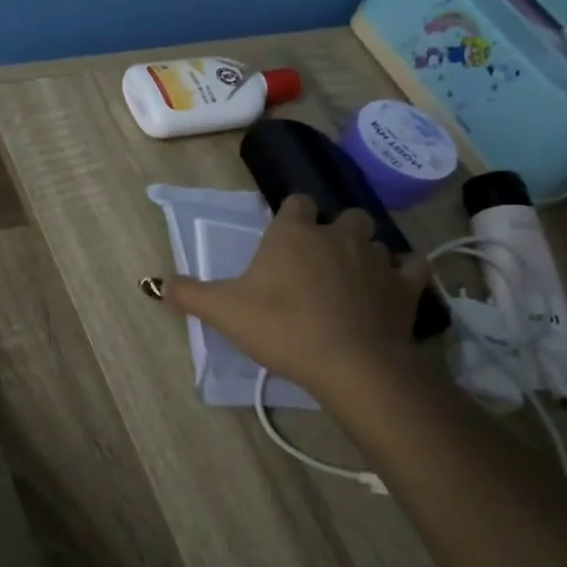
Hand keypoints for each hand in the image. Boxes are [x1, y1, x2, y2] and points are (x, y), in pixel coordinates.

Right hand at [163, 196, 432, 406]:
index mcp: (294, 233)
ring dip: (364, 251)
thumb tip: (155, 282)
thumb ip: (188, 293)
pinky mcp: (405, 286)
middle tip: (318, 259)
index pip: (297, 202)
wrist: (350, 364)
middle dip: (333, 230)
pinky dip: (402, 272)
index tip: (283, 236)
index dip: (291, 215)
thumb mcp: (223, 311)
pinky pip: (410, 266)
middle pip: (343, 215)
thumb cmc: (282, 327)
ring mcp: (376, 258)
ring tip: (351, 276)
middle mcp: (337, 235)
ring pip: (375, 240)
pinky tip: (390, 287)